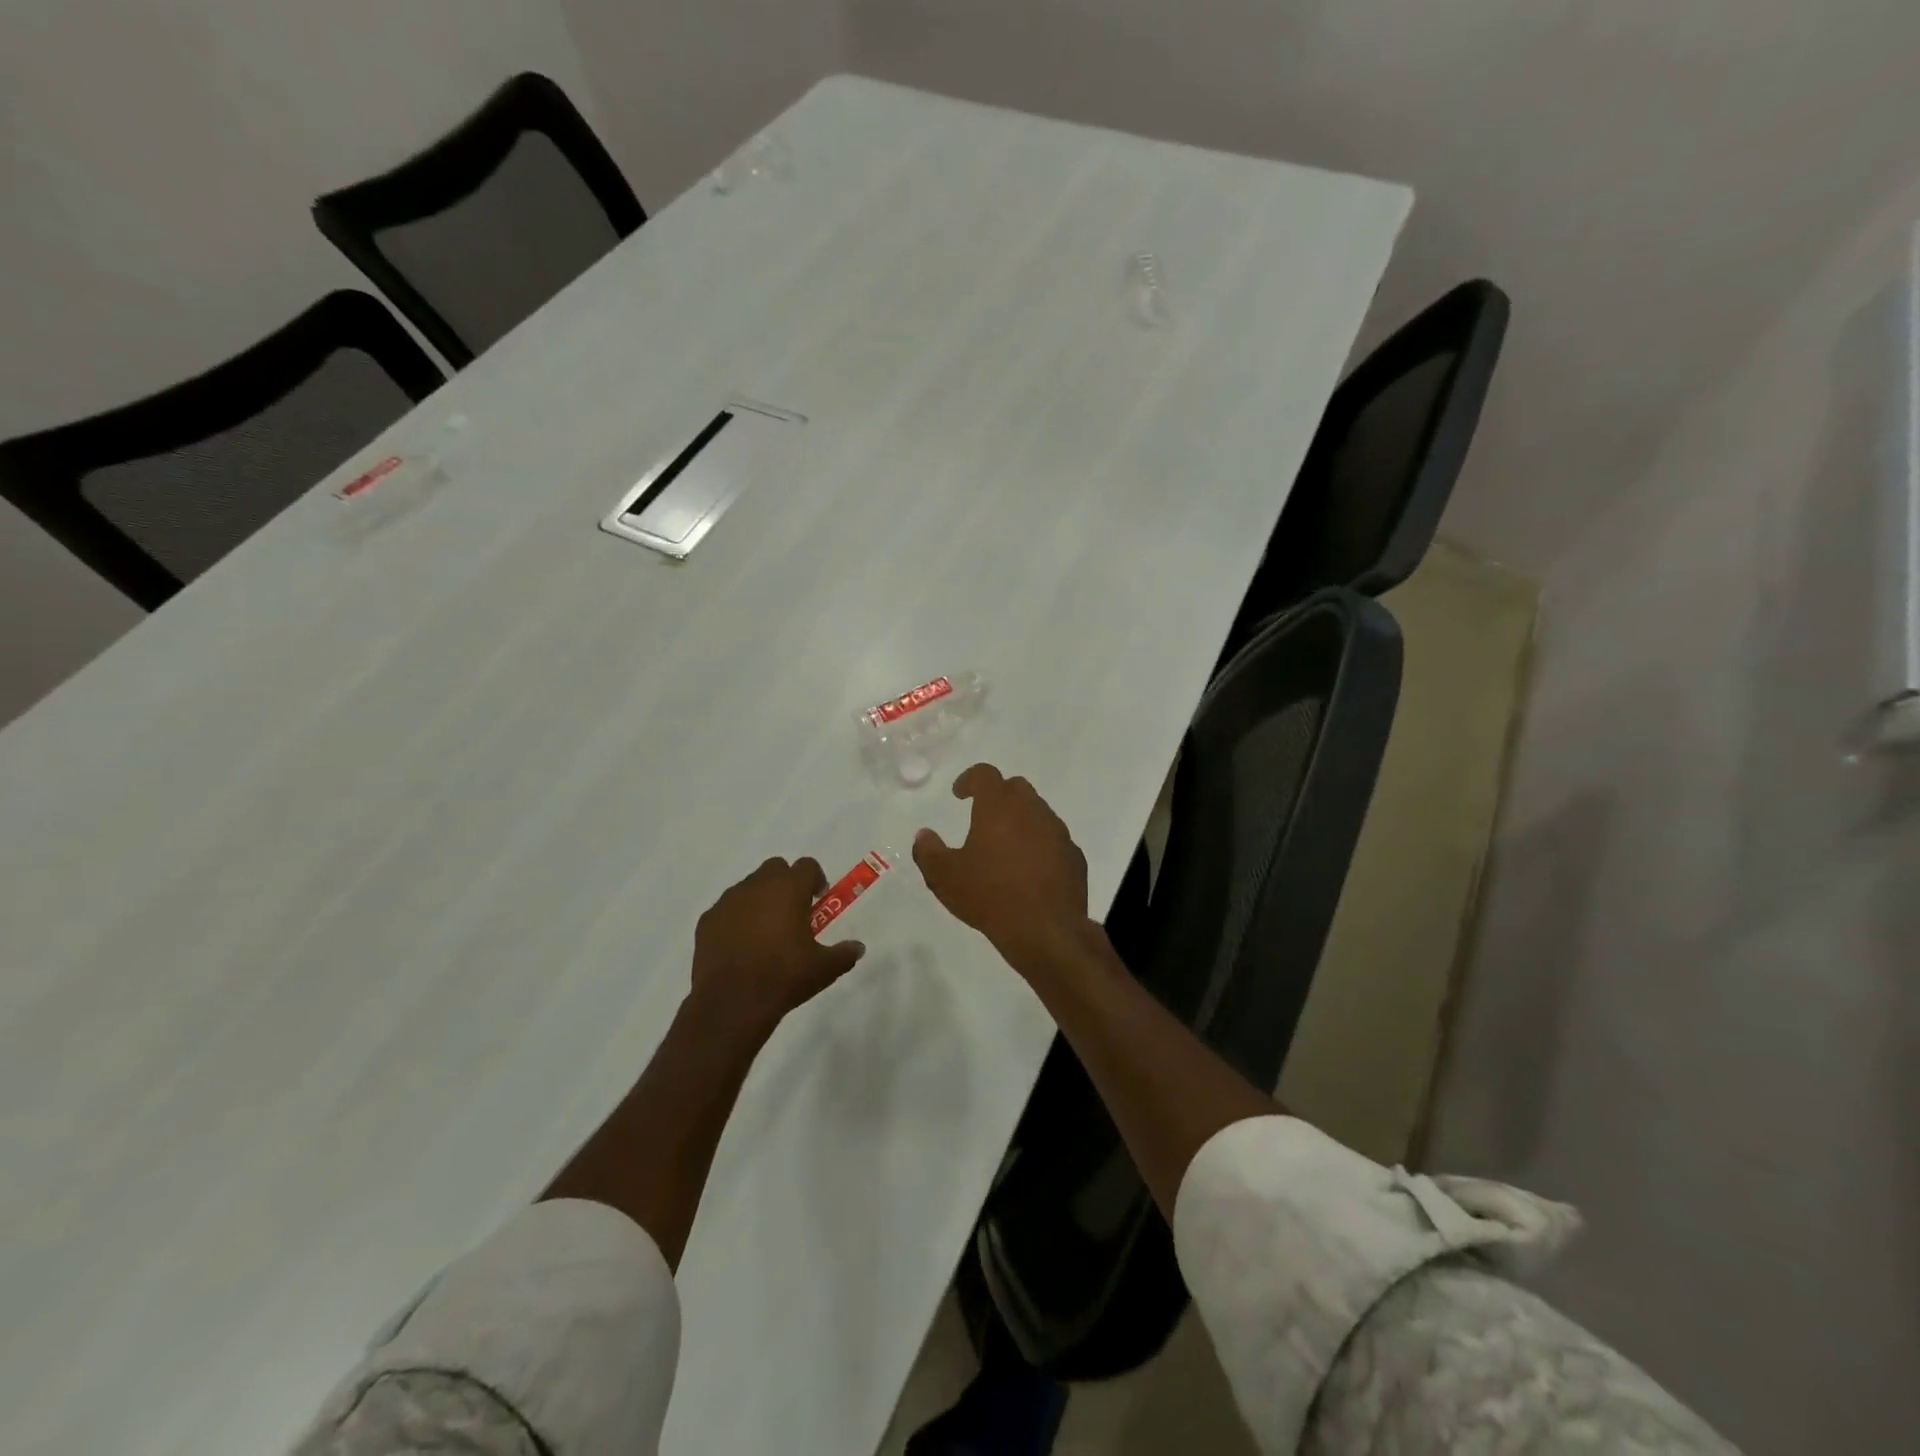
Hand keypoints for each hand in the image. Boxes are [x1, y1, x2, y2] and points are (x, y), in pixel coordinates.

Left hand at [691, 857, 865, 1032]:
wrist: (732, 1003)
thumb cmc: (784, 977)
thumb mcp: (824, 968)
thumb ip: (844, 954)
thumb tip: (858, 948)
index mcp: (789, 889)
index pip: (807, 866)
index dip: (815, 880)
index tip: (817, 901)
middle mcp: (757, 886)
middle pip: (775, 868)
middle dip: (785, 883)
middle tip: (792, 912)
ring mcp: (728, 901)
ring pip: (748, 887)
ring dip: (760, 899)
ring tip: (765, 932)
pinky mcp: (707, 920)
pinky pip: (727, 909)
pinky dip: (736, 919)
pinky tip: (741, 946)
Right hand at [913, 764, 1092, 979]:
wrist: (1046, 930)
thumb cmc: (990, 896)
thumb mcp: (945, 877)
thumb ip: (928, 851)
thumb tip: (924, 835)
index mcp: (999, 806)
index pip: (985, 774)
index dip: (969, 779)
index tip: (959, 794)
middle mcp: (1032, 810)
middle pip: (1016, 788)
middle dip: (998, 796)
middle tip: (982, 817)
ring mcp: (1058, 832)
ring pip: (1038, 812)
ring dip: (1021, 821)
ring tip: (1005, 848)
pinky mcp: (1074, 856)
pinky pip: (1054, 840)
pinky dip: (1040, 845)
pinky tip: (1030, 871)